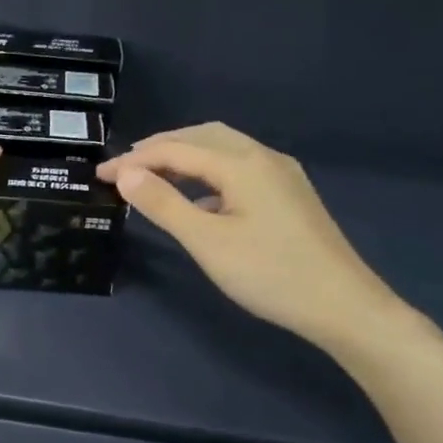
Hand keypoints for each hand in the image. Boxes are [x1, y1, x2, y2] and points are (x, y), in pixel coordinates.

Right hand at [97, 124, 413, 354]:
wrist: (342, 305)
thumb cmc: (269, 274)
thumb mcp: (207, 242)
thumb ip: (164, 204)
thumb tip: (125, 175)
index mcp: (242, 163)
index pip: (176, 149)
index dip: (134, 159)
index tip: (100, 175)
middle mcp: (263, 157)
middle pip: (202, 137)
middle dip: (159, 148)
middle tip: (124, 169)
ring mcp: (281, 174)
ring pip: (224, 150)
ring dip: (185, 156)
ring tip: (152, 176)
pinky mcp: (289, 194)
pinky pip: (239, 168)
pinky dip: (208, 173)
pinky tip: (197, 199)